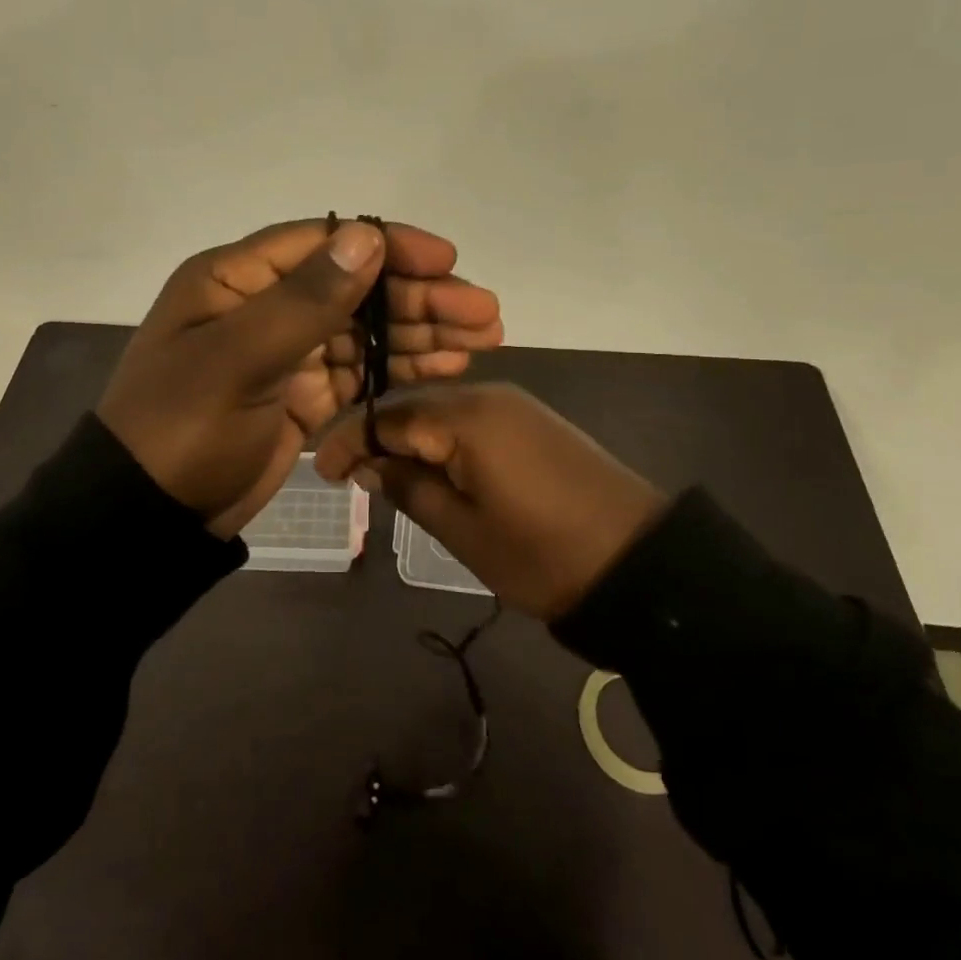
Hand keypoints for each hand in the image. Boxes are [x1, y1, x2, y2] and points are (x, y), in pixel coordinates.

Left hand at [97, 219, 504, 538]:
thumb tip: (367, 236)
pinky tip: (446, 367)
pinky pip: (359, 372)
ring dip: (421, 332)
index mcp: (236, 279)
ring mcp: (285, 353)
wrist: (148, 516)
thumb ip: (305, 300)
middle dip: (419, 297)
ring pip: (364, 330)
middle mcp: (263, 306)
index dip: (388, 247)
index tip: (446, 261)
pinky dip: (400, 368)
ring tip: (484, 338)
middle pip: (354, 288)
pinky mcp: (301, 396)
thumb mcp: (238, 359)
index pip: (324, 243)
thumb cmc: (183, 428)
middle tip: (485, 312)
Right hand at [313, 384, 668, 619]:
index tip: (320, 470)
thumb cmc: (542, 553)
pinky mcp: (535, 423)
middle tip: (352, 477)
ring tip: (389, 479)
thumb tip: (371, 466)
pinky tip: (436, 470)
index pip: (389, 418)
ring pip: (444, 414)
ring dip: (412, 441)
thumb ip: (411, 489)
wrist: (640, 562)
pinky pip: (474, 422)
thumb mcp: (464, 531)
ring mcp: (517, 407)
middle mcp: (489, 396)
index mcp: (467, 418)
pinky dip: (445, 443)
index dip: (350, 441)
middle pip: (415, 408)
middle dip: (379, 439)